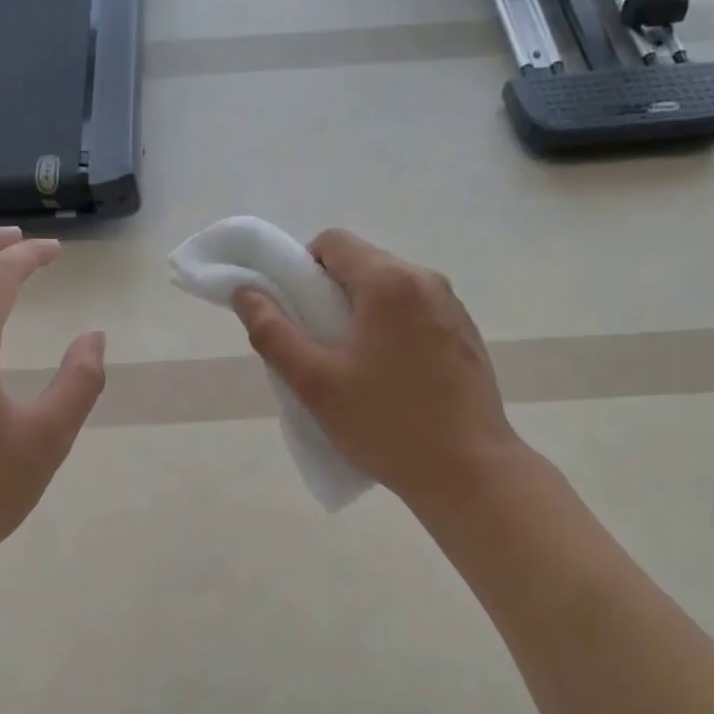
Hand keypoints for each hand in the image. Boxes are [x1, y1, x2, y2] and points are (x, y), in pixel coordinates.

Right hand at [232, 229, 520, 512]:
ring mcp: (452, 307)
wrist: (468, 472)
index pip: (332, 242)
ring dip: (362, 313)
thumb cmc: (386, 424)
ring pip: (389, 289)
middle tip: (317, 346)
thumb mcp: (315, 383)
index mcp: (390, 282)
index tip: (295, 313)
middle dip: (330, 295)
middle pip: (362, 264)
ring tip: (353, 367)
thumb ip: (272, 333)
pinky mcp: (465, 334)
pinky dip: (392, 329)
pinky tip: (391, 377)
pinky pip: (415, 312)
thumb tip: (245, 292)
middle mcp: (427, 280)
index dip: (302, 268)